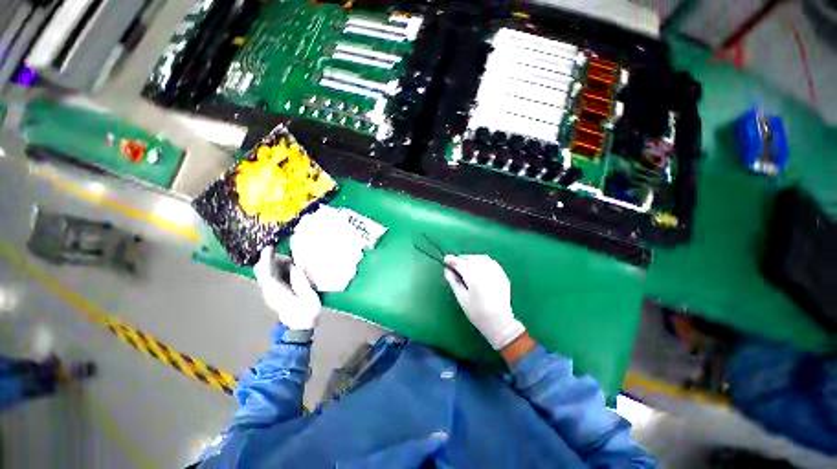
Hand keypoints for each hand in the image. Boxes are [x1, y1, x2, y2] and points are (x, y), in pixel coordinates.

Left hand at [254, 246, 320, 330]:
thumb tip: (295, 267)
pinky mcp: (275, 291)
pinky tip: (292, 268)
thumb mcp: (308, 297)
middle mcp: (269, 290)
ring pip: (267, 272)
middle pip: (262, 270)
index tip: (270, 247)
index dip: (266, 258)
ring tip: (294, 263)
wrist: (300, 326)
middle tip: (290, 257)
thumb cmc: (306, 312)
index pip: (265, 272)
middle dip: (272, 259)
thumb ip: (301, 282)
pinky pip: (272, 275)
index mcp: (275, 291)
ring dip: (277, 263)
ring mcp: (270, 291)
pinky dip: (279, 268)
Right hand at [443, 255, 525, 349]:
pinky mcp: (502, 274)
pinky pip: (490, 262)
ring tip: (466, 266)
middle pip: (471, 259)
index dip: (452, 260)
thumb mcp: (461, 298)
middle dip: (461, 260)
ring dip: (471, 259)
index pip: (460, 263)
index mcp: (474, 277)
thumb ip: (454, 281)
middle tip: (455, 266)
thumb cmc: (477, 313)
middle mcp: (485, 271)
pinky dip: (482, 262)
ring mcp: (496, 272)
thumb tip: (447, 270)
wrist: (500, 322)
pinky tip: (478, 269)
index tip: (446, 260)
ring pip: (481, 259)